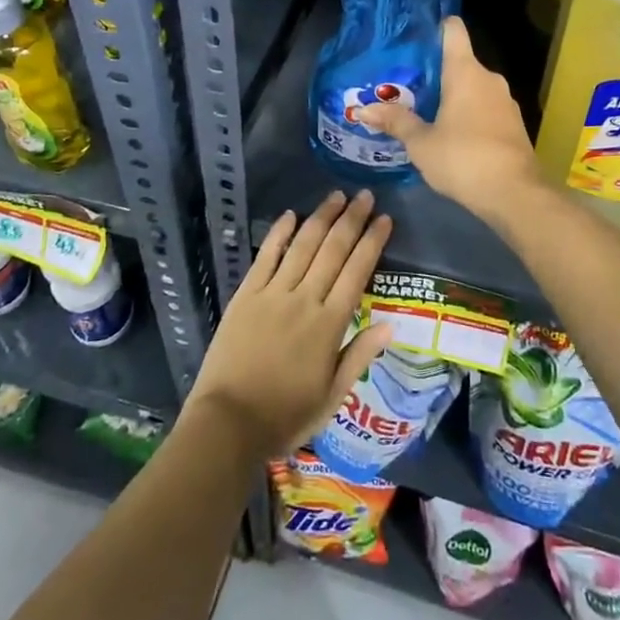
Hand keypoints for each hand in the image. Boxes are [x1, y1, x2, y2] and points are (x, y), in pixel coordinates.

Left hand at [183, 191, 392, 459]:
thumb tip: (391, 324)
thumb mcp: (332, 396)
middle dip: (352, 220)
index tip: (385, 219)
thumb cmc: (285, 416)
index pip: (357, 272)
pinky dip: (279, 233)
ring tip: (337, 196)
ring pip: (303, 246)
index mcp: (330, 325)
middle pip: (333, 250)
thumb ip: (360, 356)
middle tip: (365, 195)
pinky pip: (266, 256)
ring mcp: (273, 293)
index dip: (372, 242)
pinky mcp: (246, 295)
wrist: (228, 423)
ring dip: (321, 218)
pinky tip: (291, 214)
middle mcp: (304, 300)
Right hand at [358, 16, 544, 218]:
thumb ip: (395, 122)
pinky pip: (485, 107)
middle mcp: (489, 78)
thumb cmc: (463, 158)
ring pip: (473, 86)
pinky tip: (450, 132)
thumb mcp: (421, 143)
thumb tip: (363, 109)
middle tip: (405, 84)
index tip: (413, 38)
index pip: (453, 30)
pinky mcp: (513, 124)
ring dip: (452, 95)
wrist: (515, 194)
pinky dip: (468, 113)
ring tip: (423, 109)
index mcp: (465, 71)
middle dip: (434, 71)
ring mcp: (505, 101)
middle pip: (460, 61)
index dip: (434, 27)